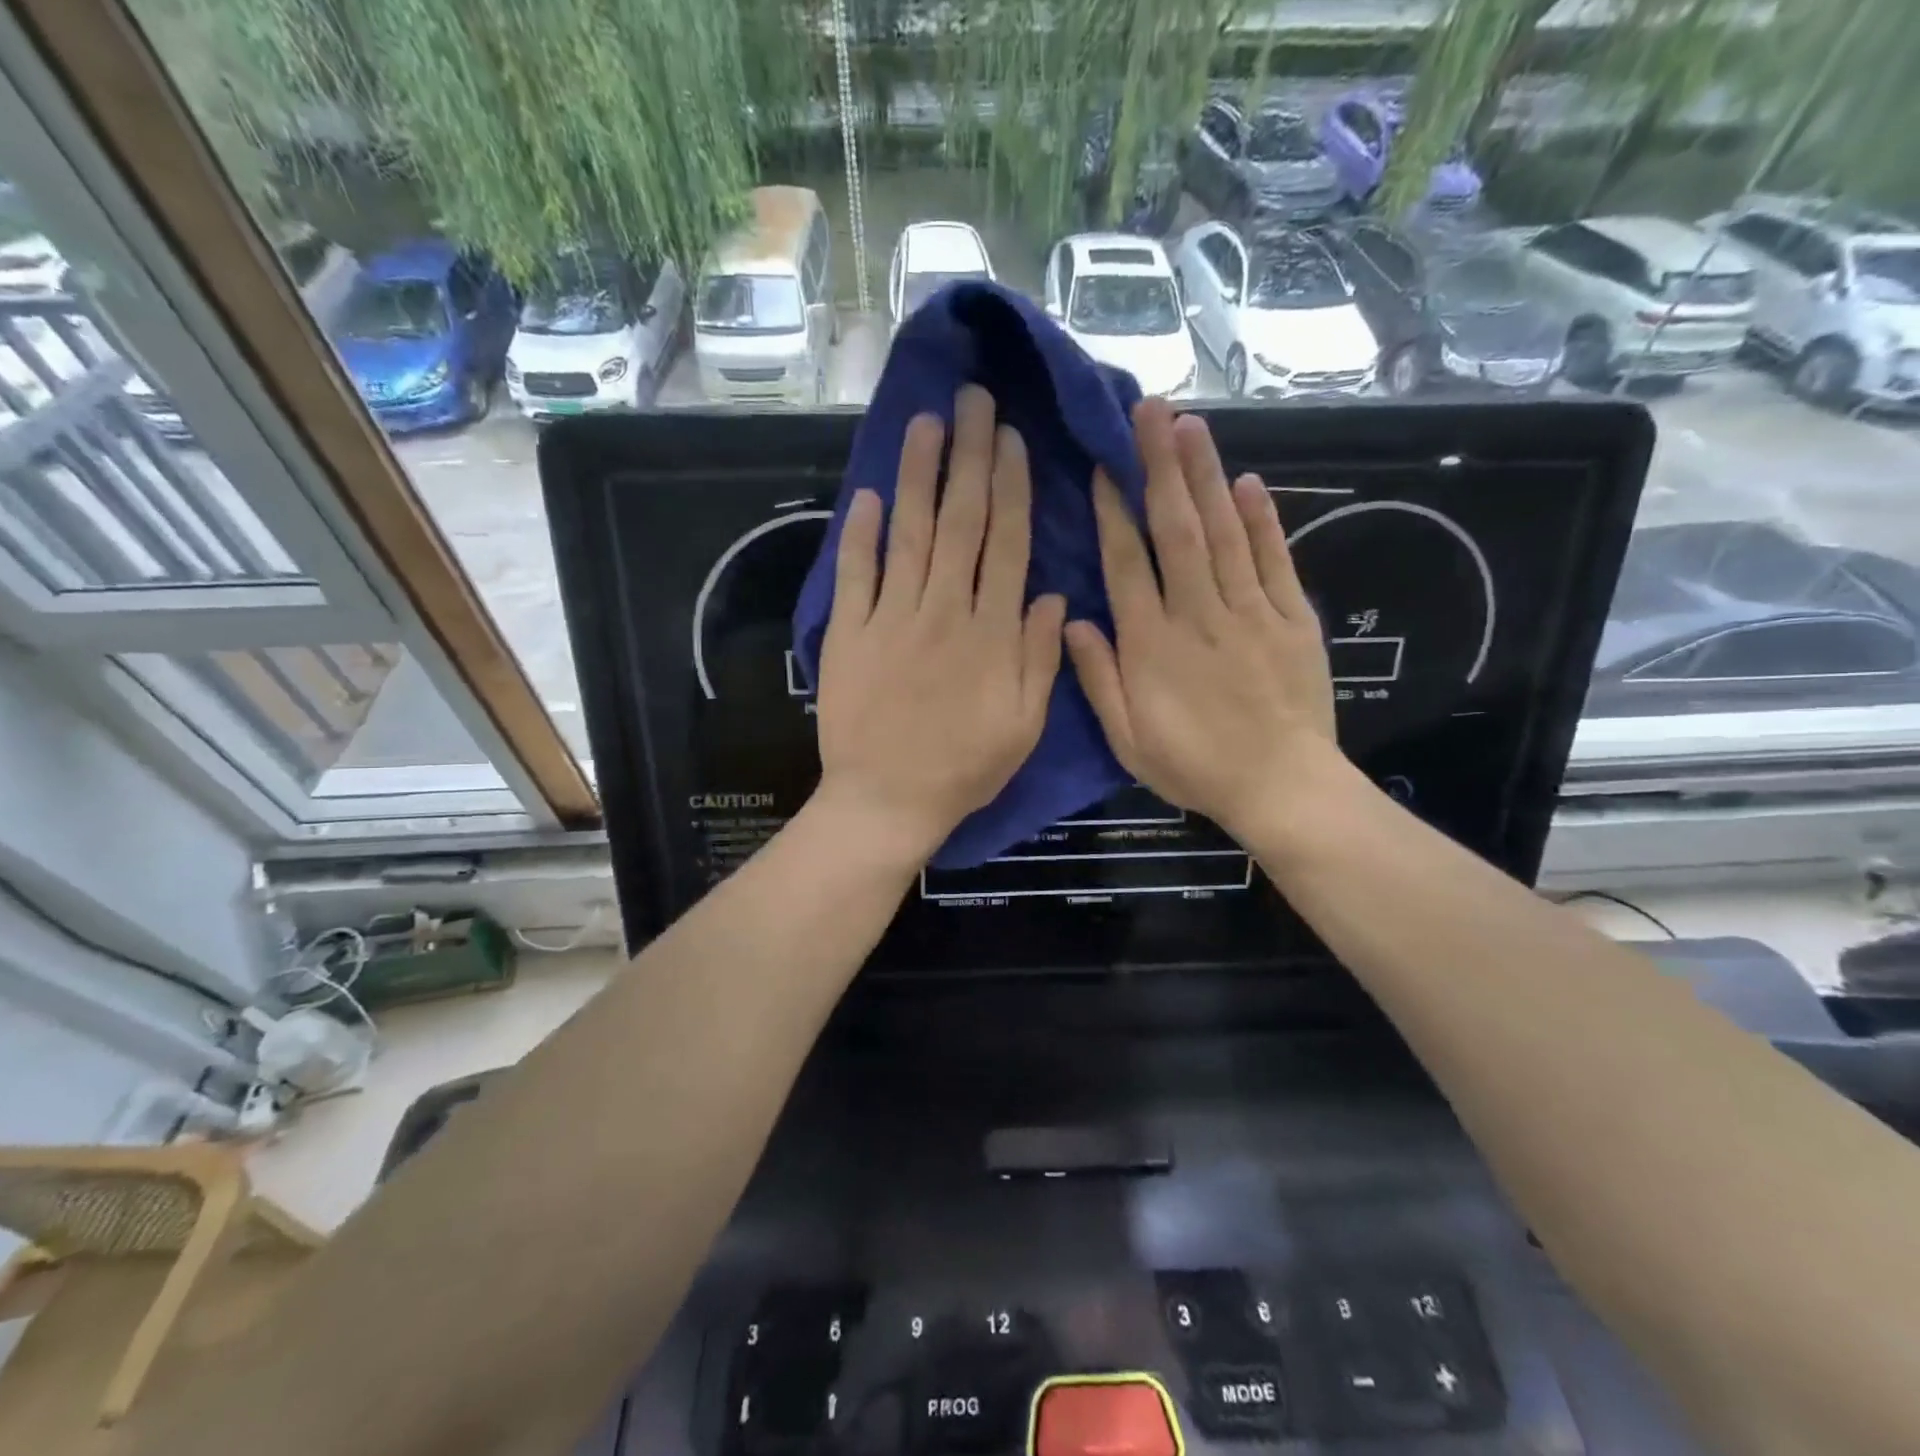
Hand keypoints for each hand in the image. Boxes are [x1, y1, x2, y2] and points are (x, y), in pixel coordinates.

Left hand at [814, 385, 1065, 863]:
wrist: (887, 801)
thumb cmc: (963, 768)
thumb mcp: (1023, 726)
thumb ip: (1039, 658)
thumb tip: (1052, 595)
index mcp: (991, 632)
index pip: (1005, 544)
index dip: (1011, 487)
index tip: (1011, 439)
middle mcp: (943, 611)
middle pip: (960, 522)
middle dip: (968, 457)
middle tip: (972, 400)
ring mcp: (891, 618)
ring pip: (909, 533)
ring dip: (918, 475)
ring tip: (925, 422)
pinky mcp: (849, 634)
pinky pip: (855, 574)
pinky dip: (859, 533)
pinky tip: (867, 495)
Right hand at [1064, 399, 1342, 843]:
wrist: (1281, 787)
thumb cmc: (1194, 767)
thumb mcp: (1128, 738)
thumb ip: (1098, 678)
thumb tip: (1074, 620)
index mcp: (1152, 644)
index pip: (1127, 564)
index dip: (1112, 512)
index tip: (1103, 466)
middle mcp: (1198, 614)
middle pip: (1177, 530)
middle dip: (1160, 467)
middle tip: (1149, 411)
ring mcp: (1250, 612)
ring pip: (1223, 532)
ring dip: (1205, 476)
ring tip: (1189, 425)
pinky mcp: (1291, 619)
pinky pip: (1273, 560)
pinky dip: (1262, 520)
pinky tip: (1248, 482)